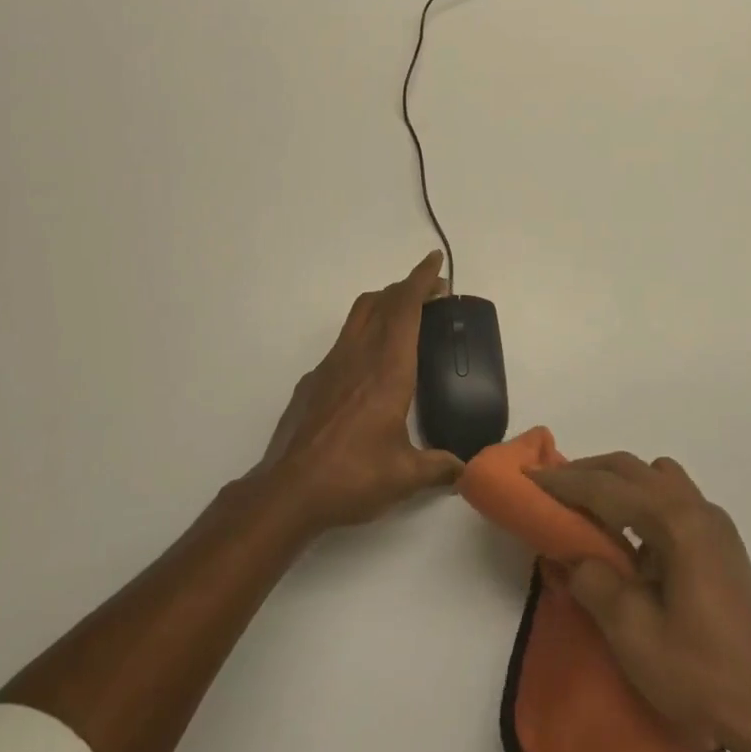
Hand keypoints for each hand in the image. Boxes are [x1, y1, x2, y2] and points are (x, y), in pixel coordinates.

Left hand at [258, 251, 465, 534]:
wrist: (287, 491)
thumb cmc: (352, 476)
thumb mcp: (404, 477)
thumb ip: (438, 467)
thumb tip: (463, 469)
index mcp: (388, 368)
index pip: (405, 308)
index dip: (421, 279)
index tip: (434, 260)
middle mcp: (359, 355)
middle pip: (382, 301)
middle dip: (407, 287)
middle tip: (431, 292)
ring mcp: (331, 364)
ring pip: (359, 315)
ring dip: (383, 304)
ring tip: (403, 317)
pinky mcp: (313, 380)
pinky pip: (344, 340)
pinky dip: (363, 333)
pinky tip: (369, 366)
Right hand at [534, 454, 750, 751]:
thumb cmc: (702, 674)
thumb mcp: (634, 635)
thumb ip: (595, 583)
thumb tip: (572, 556)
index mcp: (676, 523)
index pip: (606, 488)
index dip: (564, 481)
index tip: (530, 478)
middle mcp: (697, 509)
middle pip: (631, 469)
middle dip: (588, 473)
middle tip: (552, 489)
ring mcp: (714, 524)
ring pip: (655, 477)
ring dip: (619, 483)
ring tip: (592, 512)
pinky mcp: (723, 543)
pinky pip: (673, 498)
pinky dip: (643, 501)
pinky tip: (634, 542)